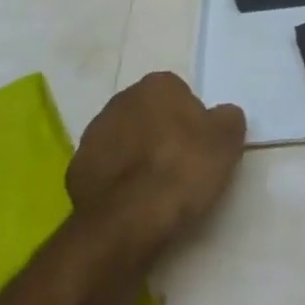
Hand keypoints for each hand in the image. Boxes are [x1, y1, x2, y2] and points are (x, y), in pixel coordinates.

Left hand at [67, 73, 245, 259]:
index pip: (179, 94)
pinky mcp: (77, 168)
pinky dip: (117, 181)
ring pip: (124, 140)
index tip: (199, 148)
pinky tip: (132, 203)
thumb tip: (222, 116)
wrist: (130, 219)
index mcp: (157, 85)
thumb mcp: (227, 141)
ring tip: (155, 190)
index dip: (191, 121)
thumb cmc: (183, 170)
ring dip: (136, 156)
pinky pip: (105, 169)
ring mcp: (93, 134)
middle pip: (148, 114)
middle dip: (161, 134)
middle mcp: (121, 100)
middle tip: (180, 167)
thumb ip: (227, 119)